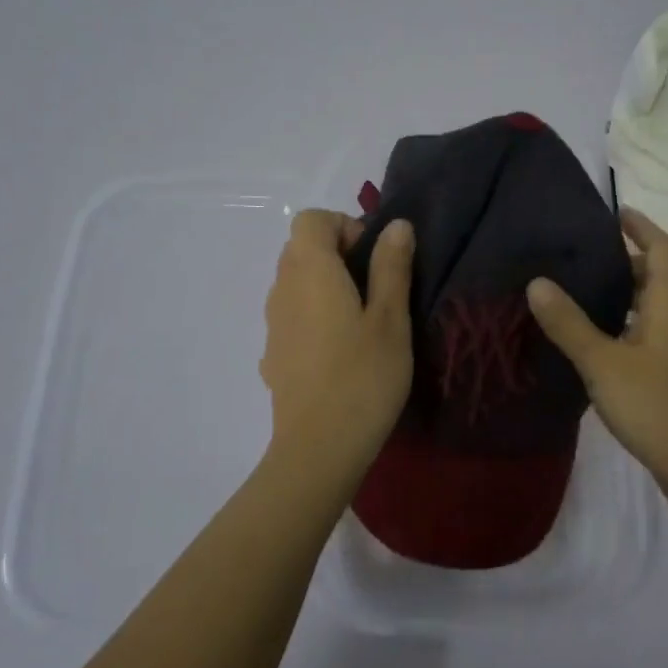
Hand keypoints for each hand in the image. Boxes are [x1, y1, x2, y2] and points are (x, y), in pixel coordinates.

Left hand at [260, 209, 414, 485]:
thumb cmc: (363, 376)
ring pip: (295, 284)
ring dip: (326, 287)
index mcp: (310, 271)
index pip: (311, 220)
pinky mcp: (273, 355)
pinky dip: (314, 317)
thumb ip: (391, 267)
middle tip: (376, 289)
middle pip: (301, 249)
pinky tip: (340, 354)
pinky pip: (292, 316)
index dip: (344, 227)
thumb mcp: (391, 318)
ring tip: (362, 323)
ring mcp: (273, 324)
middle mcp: (282, 289)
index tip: (375, 259)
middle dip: (338, 255)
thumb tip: (395, 226)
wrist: (319, 448)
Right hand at [526, 209, 667, 513]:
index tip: (616, 212)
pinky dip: (643, 314)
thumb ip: (569, 323)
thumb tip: (537, 281)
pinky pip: (667, 323)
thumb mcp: (603, 363)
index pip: (661, 247)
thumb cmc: (657, 406)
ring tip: (600, 286)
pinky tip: (615, 334)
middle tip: (597, 251)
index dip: (641, 226)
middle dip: (638, 255)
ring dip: (641, 286)